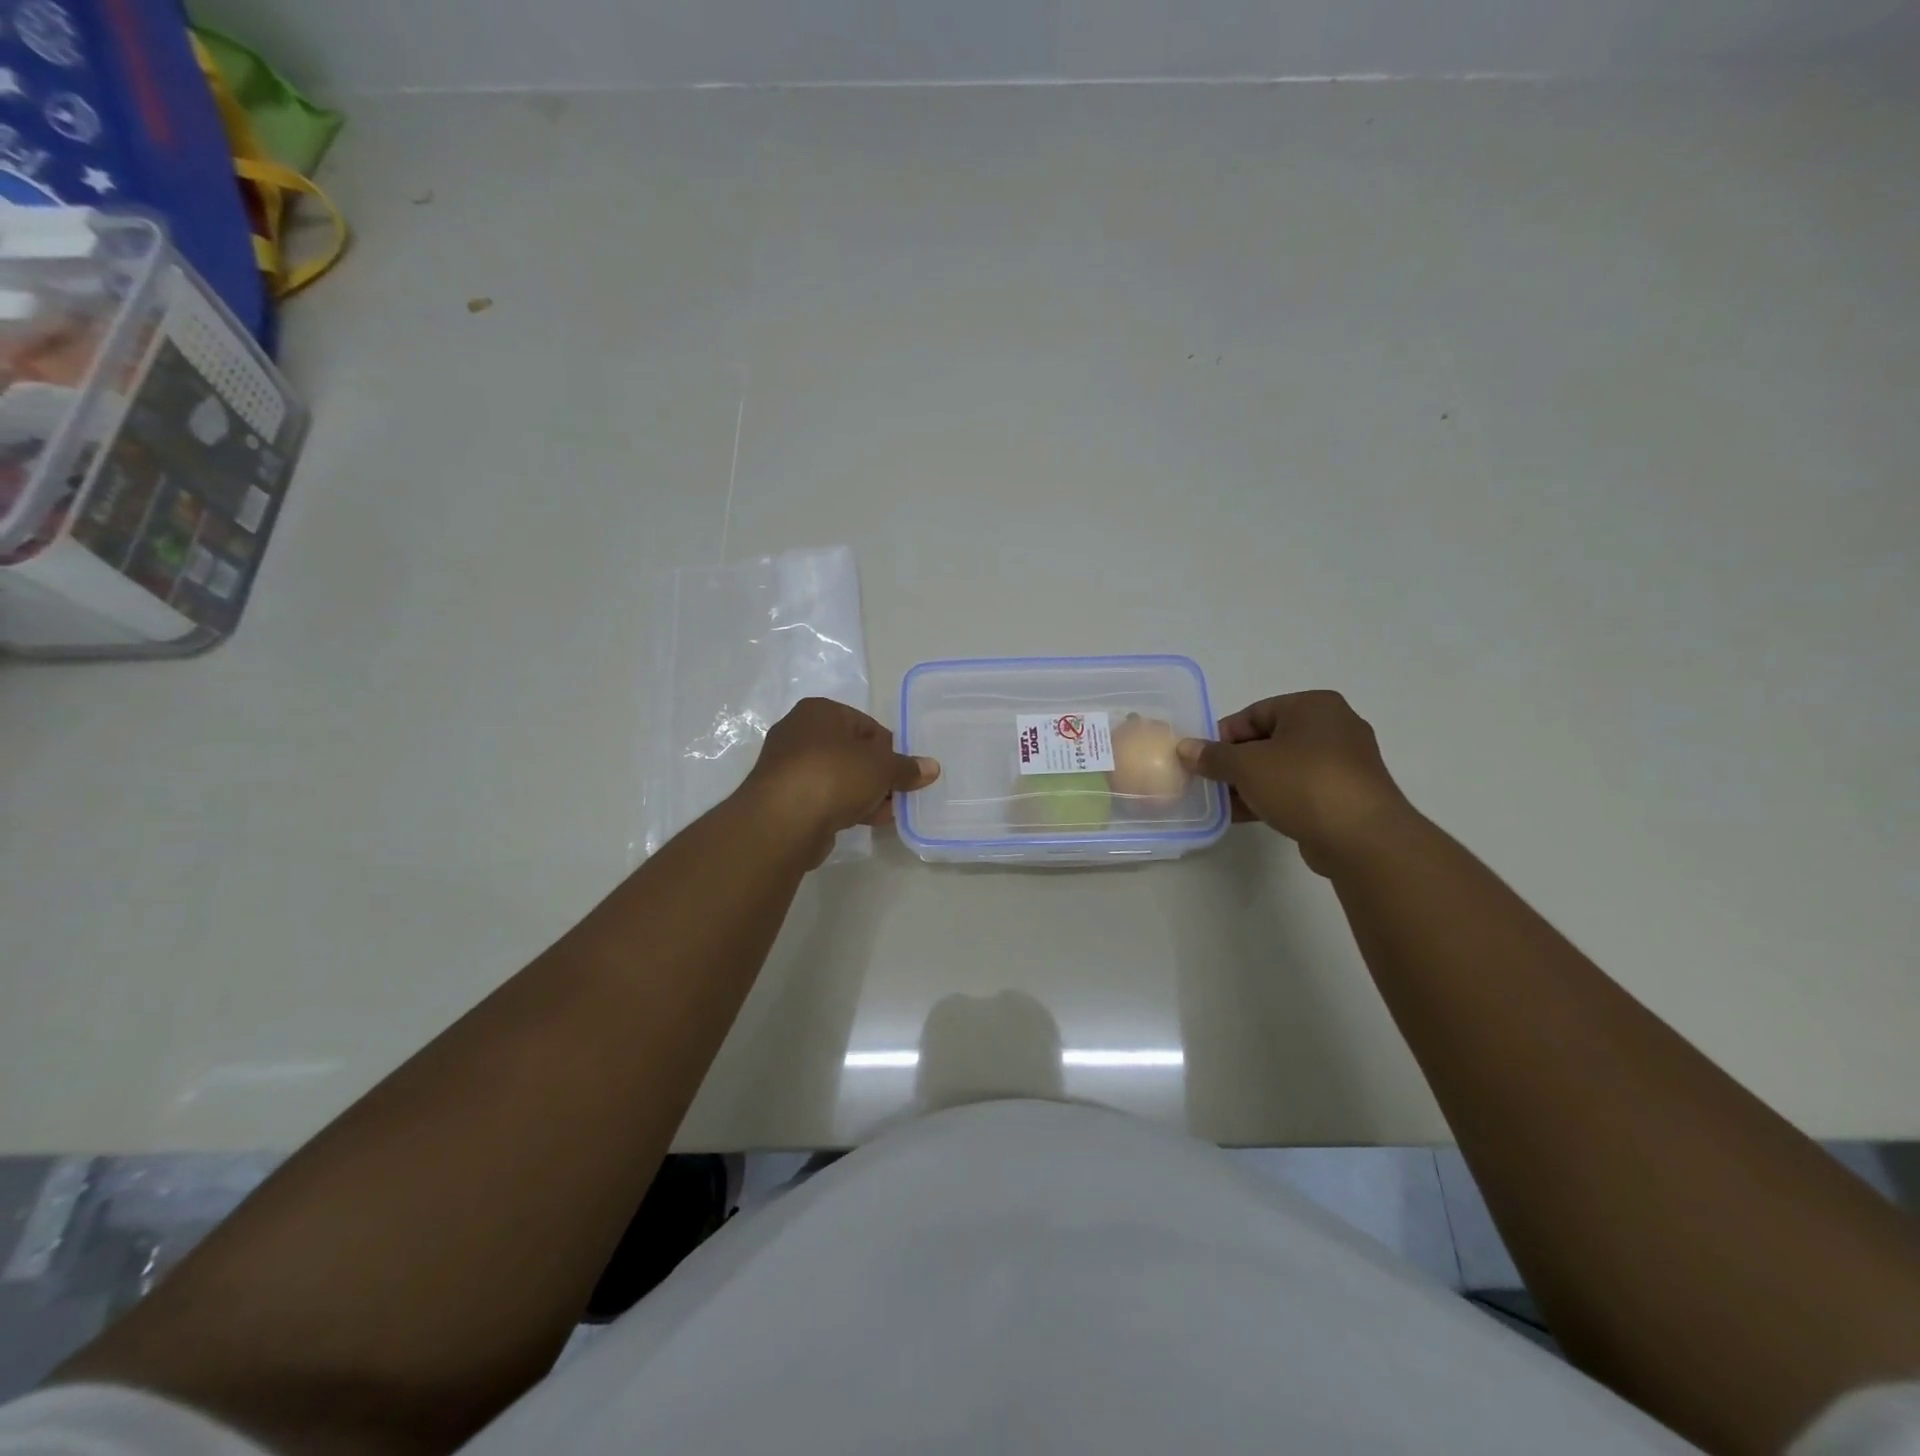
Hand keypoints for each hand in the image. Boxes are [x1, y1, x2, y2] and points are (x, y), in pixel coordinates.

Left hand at [739, 698, 939, 863]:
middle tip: (897, 793)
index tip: (902, 771)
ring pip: (836, 777)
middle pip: (850, 752)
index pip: (865, 724)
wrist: (783, 820)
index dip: (888, 748)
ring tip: (886, 812)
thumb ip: (907, 767)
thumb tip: (932, 767)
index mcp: (819, 711)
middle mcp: (798, 732)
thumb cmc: (835, 775)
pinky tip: (864, 821)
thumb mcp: (882, 768)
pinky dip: (842, 806)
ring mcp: (787, 767)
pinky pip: (822, 797)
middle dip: (876, 774)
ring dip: (862, 793)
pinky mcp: (783, 798)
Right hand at [1177, 691, 1414, 875]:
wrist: (1363, 838)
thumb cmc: (1303, 784)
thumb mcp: (1247, 766)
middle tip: (1208, 780)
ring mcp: (1343, 764)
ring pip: (1282, 768)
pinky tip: (1244, 816)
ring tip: (1220, 802)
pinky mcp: (1345, 796)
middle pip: (1268, 740)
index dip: (1222, 735)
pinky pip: (1298, 790)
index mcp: (1314, 706)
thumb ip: (1213, 756)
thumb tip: (1185, 748)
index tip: (1200, 758)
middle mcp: (1333, 728)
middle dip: (1235, 762)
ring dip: (1250, 784)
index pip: (1255, 713)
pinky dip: (1271, 798)